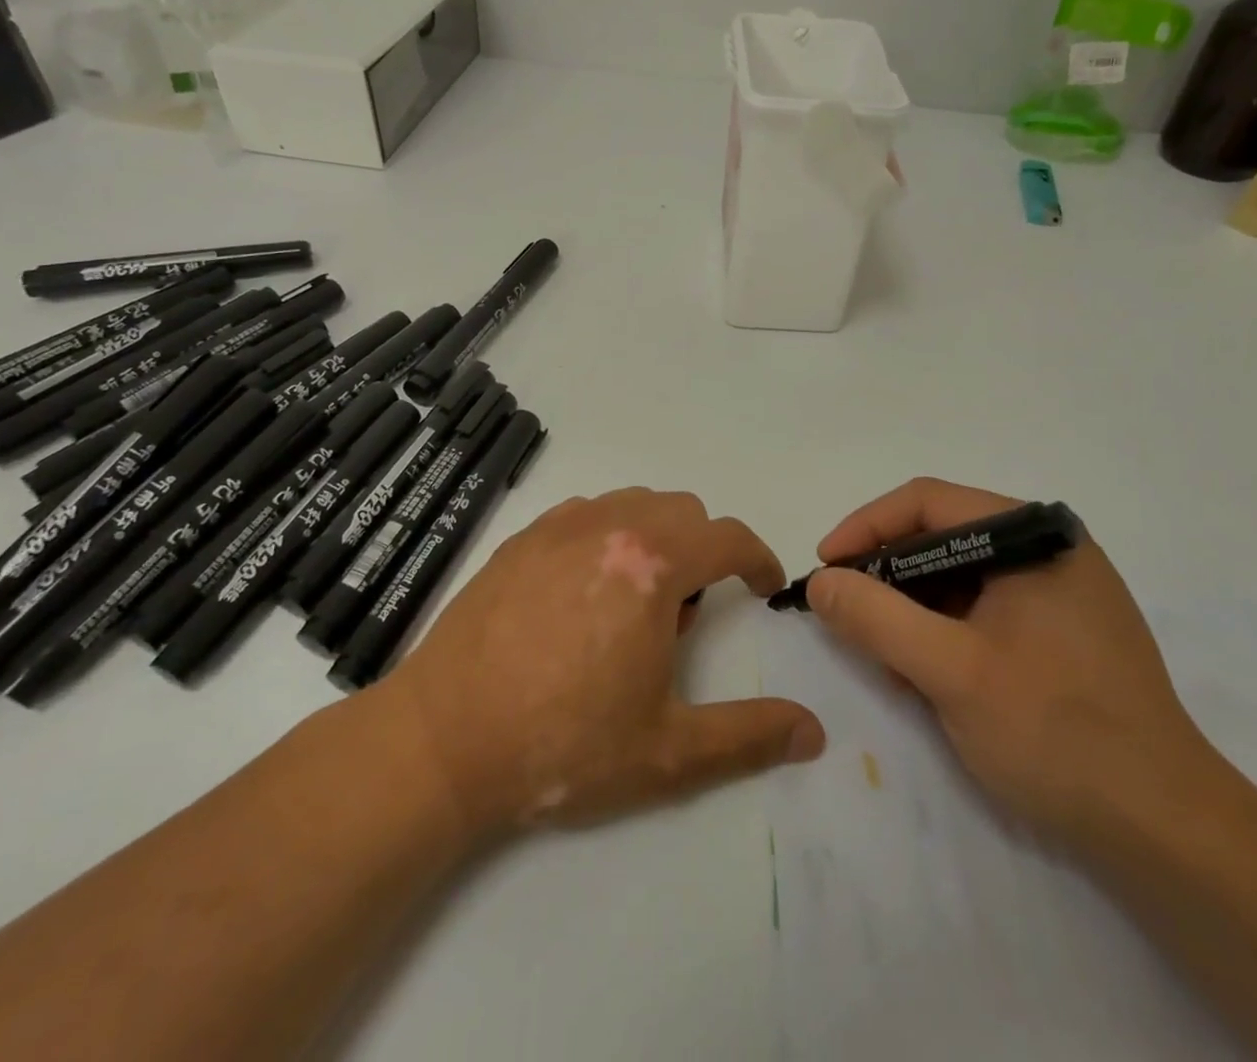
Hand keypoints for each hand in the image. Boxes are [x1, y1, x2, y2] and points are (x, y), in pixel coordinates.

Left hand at [375, 488, 826, 839]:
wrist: (442, 741)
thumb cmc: (562, 746)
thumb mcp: (667, 753)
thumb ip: (749, 736)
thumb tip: (814, 731)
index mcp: (652, 566)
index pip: (728, 537)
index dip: (758, 559)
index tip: (764, 588)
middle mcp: (610, 526)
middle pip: (684, 511)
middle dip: (703, 553)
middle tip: (682, 619)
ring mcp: (559, 526)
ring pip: (635, 504)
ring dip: (657, 539)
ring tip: (632, 605)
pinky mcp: (521, 537)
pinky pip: (587, 512)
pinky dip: (608, 535)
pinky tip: (584, 593)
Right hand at [809, 478, 1208, 842]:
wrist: (1169, 832)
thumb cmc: (1056, 733)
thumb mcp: (950, 672)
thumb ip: (875, 618)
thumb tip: (821, 582)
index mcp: (1033, 536)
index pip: (927, 502)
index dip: (865, 528)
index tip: (825, 568)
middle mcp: (1049, 549)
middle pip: (942, 537)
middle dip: (888, 576)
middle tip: (847, 617)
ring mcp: (1062, 591)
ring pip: (960, 577)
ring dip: (914, 611)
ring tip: (887, 660)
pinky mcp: (1065, 631)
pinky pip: (985, 609)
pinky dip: (945, 632)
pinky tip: (929, 676)